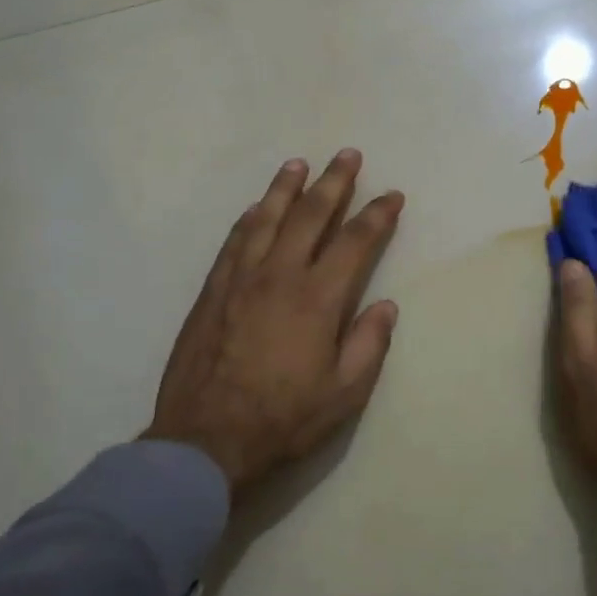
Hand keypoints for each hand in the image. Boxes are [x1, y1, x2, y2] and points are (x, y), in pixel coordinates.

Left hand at [145, 150, 403, 497]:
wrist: (204, 440)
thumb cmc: (283, 418)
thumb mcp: (343, 393)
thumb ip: (369, 344)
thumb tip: (386, 305)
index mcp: (317, 298)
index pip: (354, 242)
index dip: (377, 215)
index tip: (392, 195)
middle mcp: (279, 275)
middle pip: (310, 215)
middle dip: (334, 182)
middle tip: (348, 155)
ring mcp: (240, 279)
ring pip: (267, 218)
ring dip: (286, 188)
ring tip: (299, 164)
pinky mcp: (212, 290)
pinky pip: (234, 241)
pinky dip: (249, 218)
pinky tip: (256, 208)